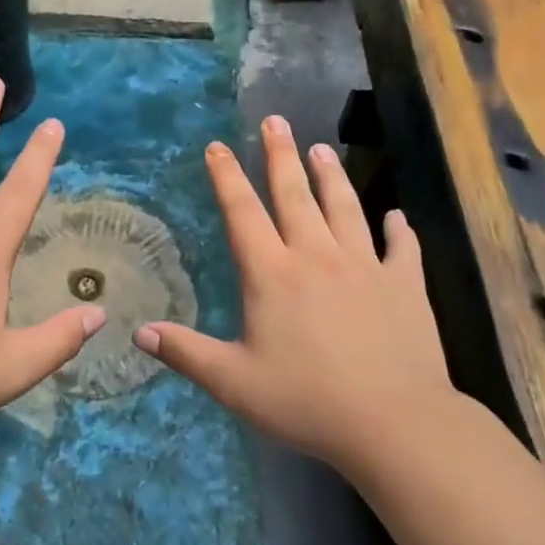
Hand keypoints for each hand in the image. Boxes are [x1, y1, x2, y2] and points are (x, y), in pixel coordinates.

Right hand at [133, 115, 457, 476]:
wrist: (393, 423)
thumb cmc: (306, 401)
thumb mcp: (233, 382)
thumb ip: (186, 353)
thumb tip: (139, 332)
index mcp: (272, 273)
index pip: (243, 213)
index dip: (227, 177)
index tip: (218, 146)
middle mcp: (316, 256)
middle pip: (294, 195)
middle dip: (280, 155)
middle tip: (275, 121)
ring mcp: (365, 266)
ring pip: (344, 208)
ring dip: (331, 176)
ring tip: (321, 148)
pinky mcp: (405, 285)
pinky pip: (402, 248)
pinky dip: (399, 230)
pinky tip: (396, 216)